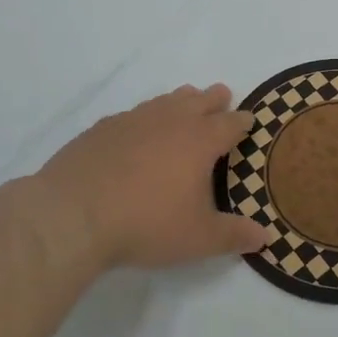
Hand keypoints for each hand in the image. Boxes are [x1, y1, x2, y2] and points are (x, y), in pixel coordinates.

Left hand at [24, 84, 271, 272]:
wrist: (72, 215)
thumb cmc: (146, 223)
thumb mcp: (198, 239)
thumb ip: (233, 236)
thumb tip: (265, 237)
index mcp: (201, 140)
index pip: (231, 122)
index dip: (243, 121)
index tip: (249, 121)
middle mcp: (171, 120)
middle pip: (200, 99)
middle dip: (215, 99)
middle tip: (222, 97)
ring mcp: (134, 120)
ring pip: (166, 101)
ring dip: (181, 101)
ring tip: (186, 102)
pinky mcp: (103, 128)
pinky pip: (133, 114)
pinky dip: (145, 118)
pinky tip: (138, 130)